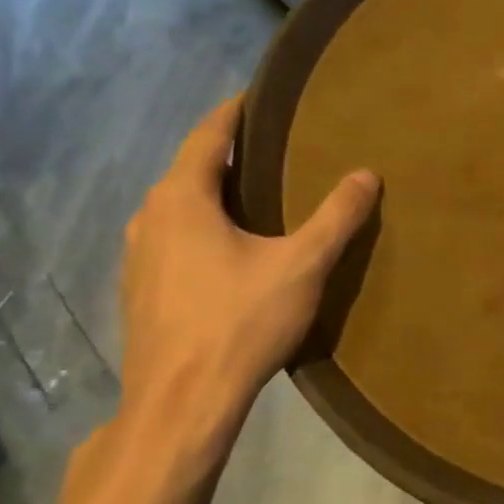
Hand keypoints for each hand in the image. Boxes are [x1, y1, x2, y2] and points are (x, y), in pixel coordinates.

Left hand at [110, 98, 378, 486]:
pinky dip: (201, 228)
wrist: (181, 405)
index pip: (206, 135)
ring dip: (211, 194)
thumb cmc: (239, 322)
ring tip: (255, 195)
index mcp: (182, 199)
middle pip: (189, 170)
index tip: (259, 97)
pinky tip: (229, 250)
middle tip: (273, 147)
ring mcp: (137, 258)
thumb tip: (366, 174)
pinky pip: (172, 240)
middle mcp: (150, 219)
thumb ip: (337, 216)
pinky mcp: (140, 292)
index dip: (234, 113)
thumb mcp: (302, 264)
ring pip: (178, 208)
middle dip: (227, 154)